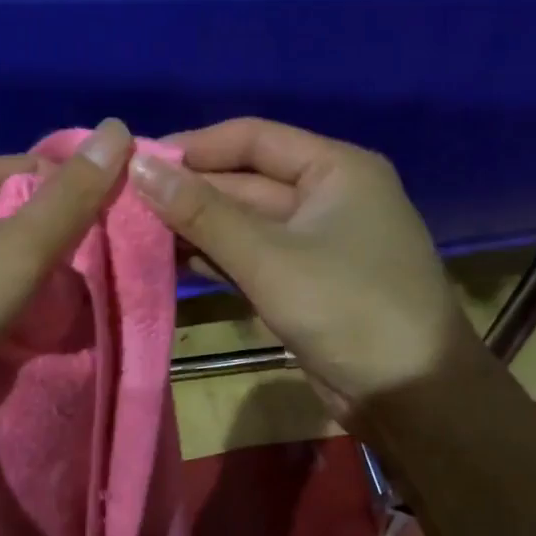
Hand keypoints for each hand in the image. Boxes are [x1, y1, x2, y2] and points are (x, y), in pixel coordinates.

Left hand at [0, 119, 132, 448]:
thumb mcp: (19, 249)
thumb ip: (72, 196)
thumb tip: (118, 128)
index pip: (41, 170)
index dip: (81, 202)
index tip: (111, 245)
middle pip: (25, 215)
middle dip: (61, 250)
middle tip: (89, 285)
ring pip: (7, 258)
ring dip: (39, 284)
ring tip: (61, 313)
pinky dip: (12, 307)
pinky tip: (29, 330)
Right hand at [128, 117, 477, 409]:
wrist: (412, 396)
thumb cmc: (348, 309)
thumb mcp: (269, 257)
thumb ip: (202, 213)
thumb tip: (138, 168)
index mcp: (334, 169)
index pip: (251, 138)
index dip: (192, 147)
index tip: (135, 162)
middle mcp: (324, 196)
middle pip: (243, 181)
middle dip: (187, 193)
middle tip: (123, 203)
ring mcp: (313, 242)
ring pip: (242, 223)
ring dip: (194, 228)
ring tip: (133, 232)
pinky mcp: (301, 282)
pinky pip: (249, 257)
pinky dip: (213, 258)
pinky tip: (167, 261)